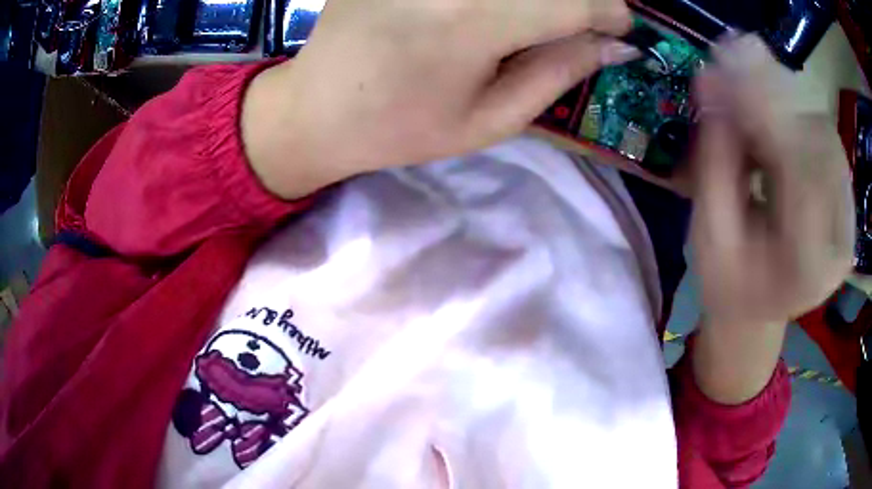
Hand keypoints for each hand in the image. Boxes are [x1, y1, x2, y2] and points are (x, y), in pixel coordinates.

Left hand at [242, 0, 637, 198]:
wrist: (315, 108)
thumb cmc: (400, 127)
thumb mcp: (490, 119)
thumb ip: (559, 72)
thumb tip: (615, 46)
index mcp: (474, 20)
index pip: (575, 1)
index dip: (611, 13)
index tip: (621, 30)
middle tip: (585, 23)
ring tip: (543, 20)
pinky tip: (503, 12)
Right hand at [689, 36, 854, 402]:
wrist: (759, 311)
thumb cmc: (729, 287)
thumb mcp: (709, 237)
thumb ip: (715, 163)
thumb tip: (709, 83)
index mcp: (808, 268)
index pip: (799, 172)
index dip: (764, 108)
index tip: (723, 60)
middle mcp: (841, 242)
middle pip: (819, 143)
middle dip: (775, 91)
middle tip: (730, 53)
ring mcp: (848, 219)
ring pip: (824, 132)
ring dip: (785, 96)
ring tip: (746, 81)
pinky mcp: (846, 200)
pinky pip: (826, 138)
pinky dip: (797, 110)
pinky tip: (771, 107)